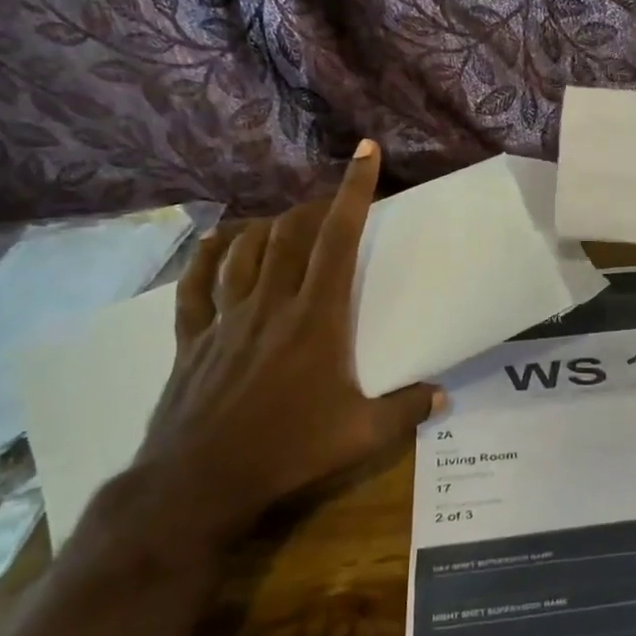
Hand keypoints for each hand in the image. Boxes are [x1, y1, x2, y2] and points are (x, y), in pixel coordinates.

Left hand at [135, 139, 441, 548]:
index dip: (353, 190)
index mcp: (316, 316)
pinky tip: (217, 243)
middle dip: (313, 207)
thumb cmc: (288, 452)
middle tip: (329, 206)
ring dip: (268, 227)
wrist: (200, 483)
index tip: (364, 152)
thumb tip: (443, 396)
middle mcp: (270, 302)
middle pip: (290, 233)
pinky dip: (208, 257)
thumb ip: (406, 410)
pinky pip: (196, 284)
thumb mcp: (361, 436)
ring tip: (284, 224)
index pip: (338, 238)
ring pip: (245, 250)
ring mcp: (225, 317)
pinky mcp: (192, 338)